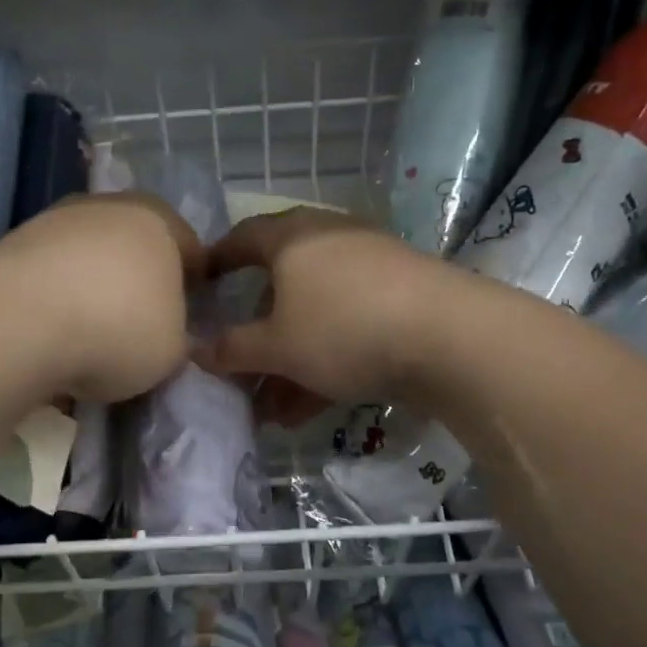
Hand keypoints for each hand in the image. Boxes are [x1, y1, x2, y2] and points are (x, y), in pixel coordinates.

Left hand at [0, 192, 203, 402]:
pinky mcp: (16, 240)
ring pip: (90, 256)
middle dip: (138, 282)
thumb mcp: (172, 350)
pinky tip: (53, 330)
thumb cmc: (119, 328)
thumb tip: (165, 334)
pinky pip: (52, 271)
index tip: (185, 320)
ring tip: (88, 334)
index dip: (191, 287)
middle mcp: (111, 206)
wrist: (22, 320)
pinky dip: (57, 295)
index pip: (191, 251)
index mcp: (161, 221)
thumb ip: (176, 336)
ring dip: (93, 287)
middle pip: (135, 247)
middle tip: (137, 326)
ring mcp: (59, 218)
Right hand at [199, 208, 441, 419]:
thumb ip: (233, 349)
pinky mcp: (402, 297)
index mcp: (293, 238)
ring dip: (290, 360)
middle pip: (280, 284)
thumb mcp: (278, 346)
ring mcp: (370, 268)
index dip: (218, 260)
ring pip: (315, 314)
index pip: (242, 237)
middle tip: (239, 364)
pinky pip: (348, 326)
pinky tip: (309, 408)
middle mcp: (330, 241)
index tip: (200, 283)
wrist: (451, 337)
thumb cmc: (344, 328)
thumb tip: (196, 349)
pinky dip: (325, 360)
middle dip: (257, 332)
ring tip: (271, 409)